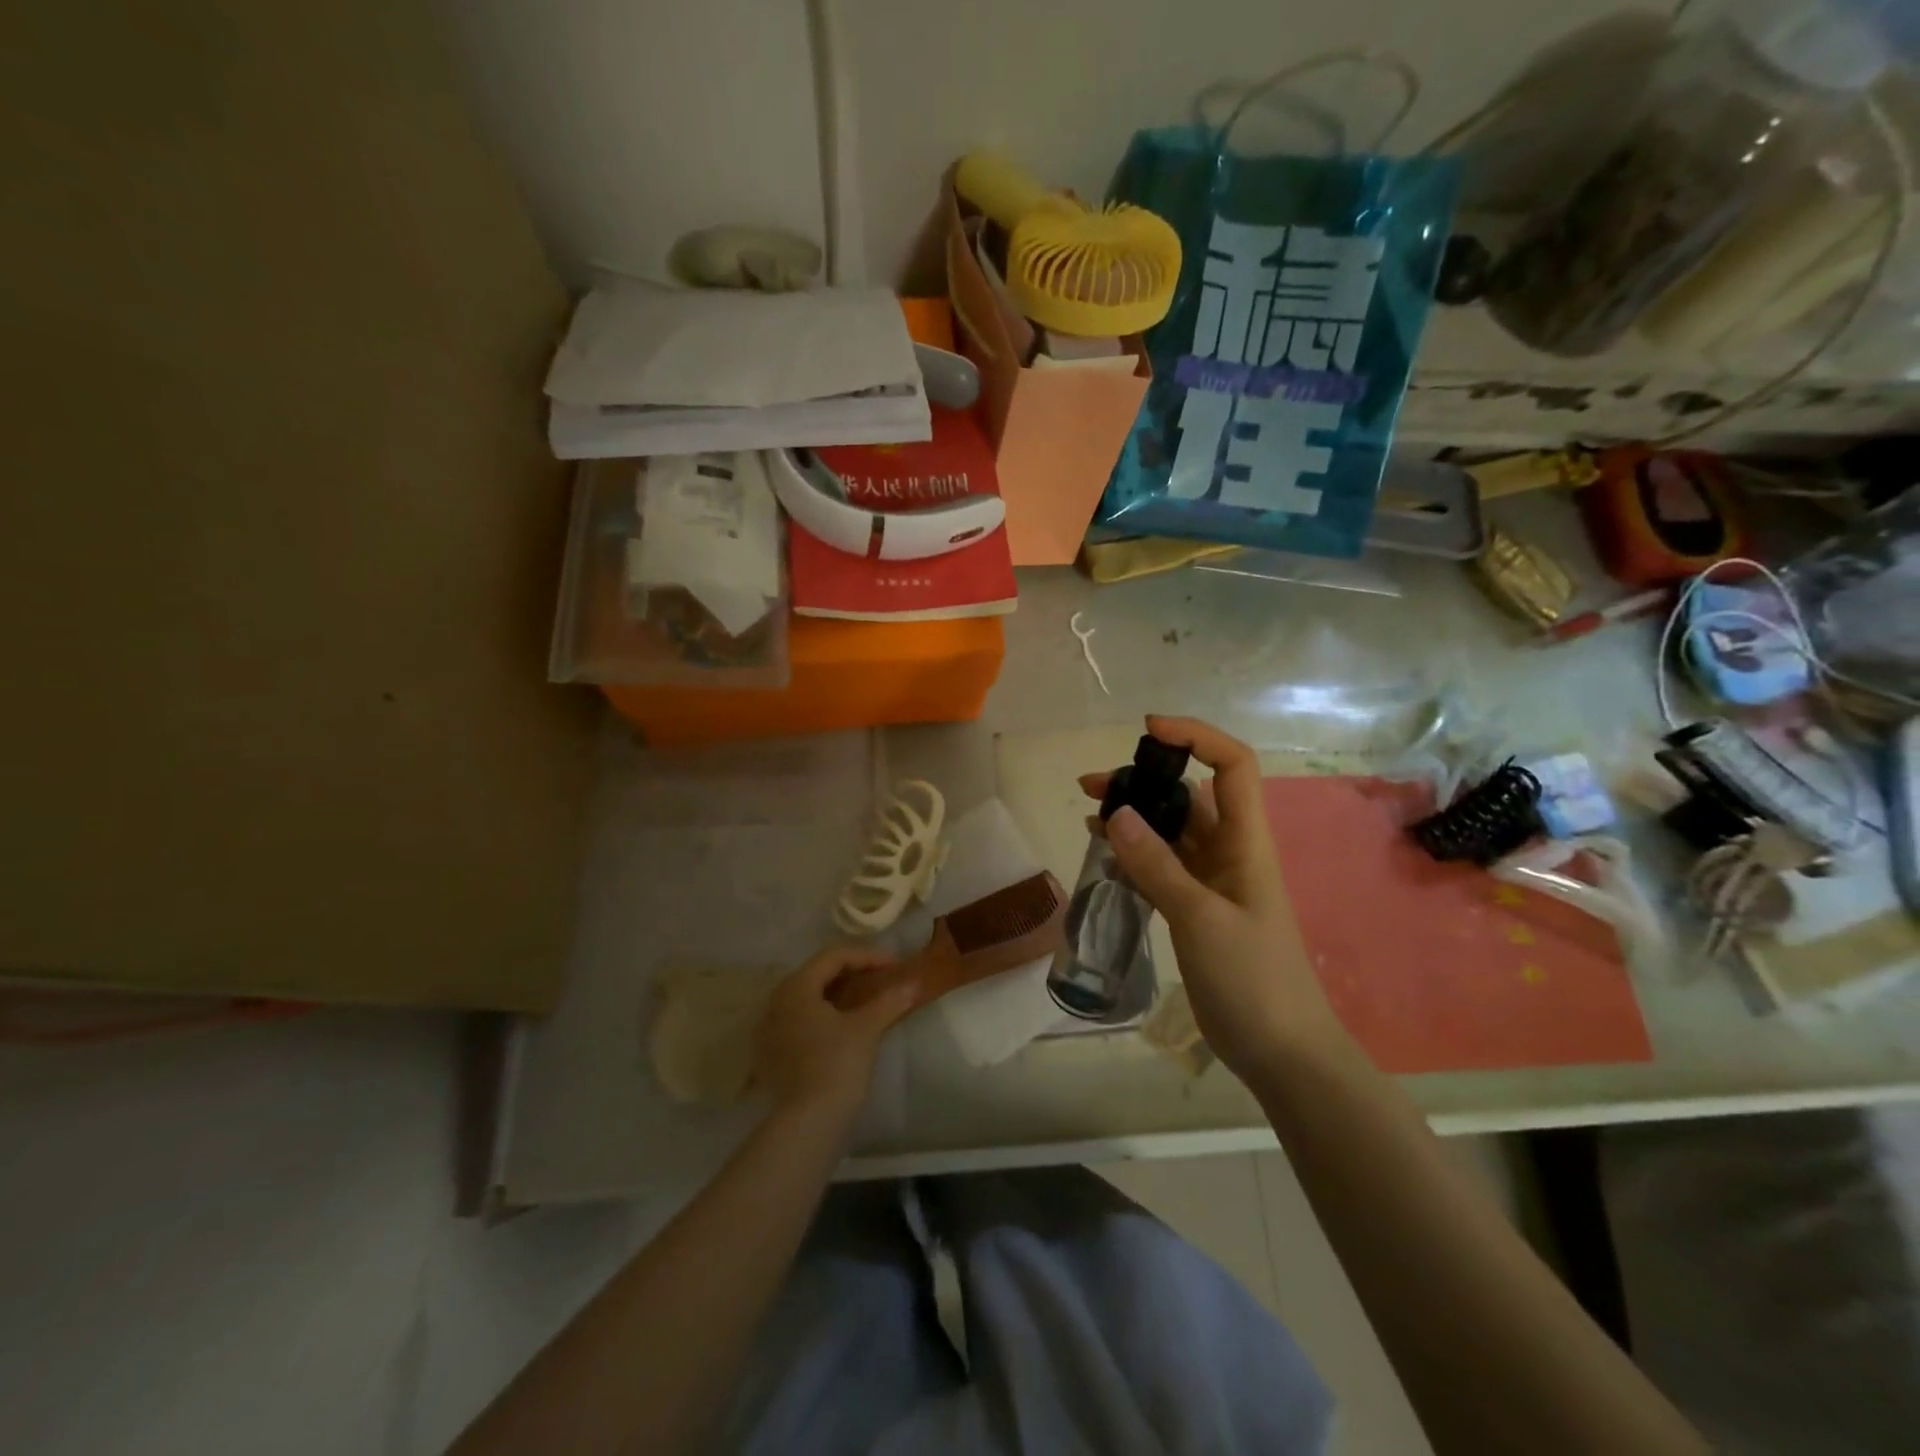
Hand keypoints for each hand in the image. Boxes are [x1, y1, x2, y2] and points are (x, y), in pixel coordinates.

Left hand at [754, 946, 917, 1121]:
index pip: (834, 957)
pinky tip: (844, 1027)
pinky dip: (824, 1016)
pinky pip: (801, 1021)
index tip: (895, 965)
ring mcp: (770, 1030)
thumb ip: (890, 1000)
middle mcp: (776, 1001)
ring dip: (838, 995)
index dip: (867, 956)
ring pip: (808, 998)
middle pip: (818, 974)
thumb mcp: (867, 1028)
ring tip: (866, 1001)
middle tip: (881, 978)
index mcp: (796, 987)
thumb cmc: (837, 1064)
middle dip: (852, 973)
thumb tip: (914, 984)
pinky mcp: (772, 1054)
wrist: (809, 1122)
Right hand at [1081, 715, 1338, 1075]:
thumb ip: (1157, 865)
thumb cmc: (1253, 978)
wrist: (1281, 1052)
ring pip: (1170, 832)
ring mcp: (1211, 882)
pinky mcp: (1194, 909)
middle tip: (1091, 785)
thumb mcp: (1201, 918)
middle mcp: (1229, 852)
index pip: (1232, 766)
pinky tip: (1103, 853)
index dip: (1196, 737)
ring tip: (1087, 812)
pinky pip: (1160, 867)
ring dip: (1134, 818)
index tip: (1148, 730)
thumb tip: (1116, 812)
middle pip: (1190, 796)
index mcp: (1246, 842)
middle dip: (1145, 780)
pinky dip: (1133, 854)